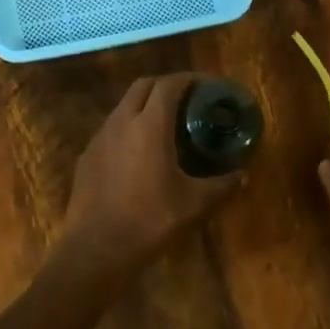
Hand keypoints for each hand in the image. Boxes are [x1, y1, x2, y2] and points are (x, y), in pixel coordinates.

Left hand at [59, 74, 243, 273]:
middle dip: (167, 85)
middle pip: (143, 86)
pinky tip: (140, 153)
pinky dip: (129, 128)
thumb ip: (222, 185)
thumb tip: (243, 175)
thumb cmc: (151, 220)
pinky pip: (111, 130)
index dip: (190, 79)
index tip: (208, 85)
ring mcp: (99, 138)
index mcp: (149, 125)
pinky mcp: (86, 157)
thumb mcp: (195, 204)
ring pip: (124, 106)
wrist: (97, 248)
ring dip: (145, 106)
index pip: (169, 85)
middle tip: (188, 100)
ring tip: (166, 125)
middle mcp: (121, 122)